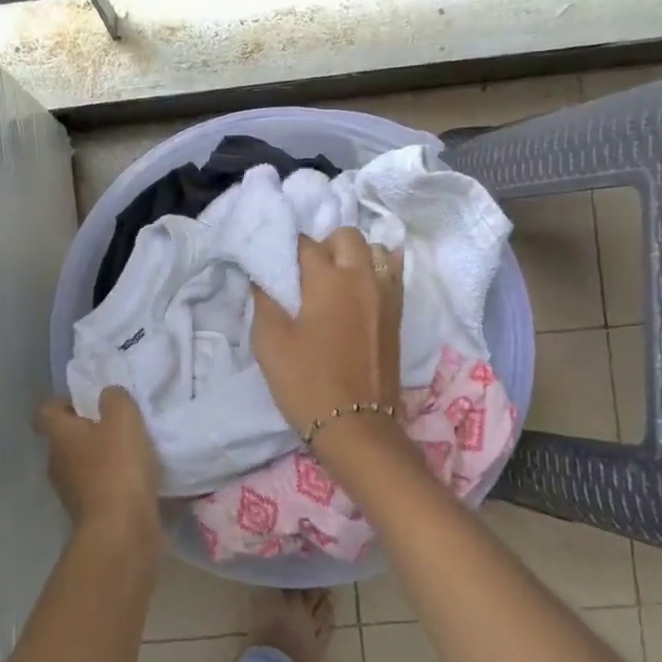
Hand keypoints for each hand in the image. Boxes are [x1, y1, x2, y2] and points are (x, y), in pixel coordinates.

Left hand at [34, 387, 160, 538]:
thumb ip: (115, 399)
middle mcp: (56, 463)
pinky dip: (112, 482)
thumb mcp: (123, 420)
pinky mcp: (89, 514)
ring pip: (82, 464)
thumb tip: (108, 395)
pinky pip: (98, 488)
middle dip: (88, 429)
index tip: (89, 400)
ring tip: (132, 451)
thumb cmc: (117, 467)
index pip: (46, 410)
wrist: (121, 530)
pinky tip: (137, 479)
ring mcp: (70, 492)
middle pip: (65, 438)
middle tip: (117, 423)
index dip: (63, 401)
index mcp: (59, 436)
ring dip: (101, 457)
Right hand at [251, 228, 403, 439]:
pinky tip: (362, 286)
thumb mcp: (270, 342)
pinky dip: (378, 269)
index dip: (286, 249)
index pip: (305, 244)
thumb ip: (265, 300)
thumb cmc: (306, 382)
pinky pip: (394, 273)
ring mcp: (386, 295)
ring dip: (354, 255)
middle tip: (306, 273)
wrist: (356, 425)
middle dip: (324, 245)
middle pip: (346, 236)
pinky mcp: (398, 314)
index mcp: (329, 280)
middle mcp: (362, 277)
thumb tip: (263, 276)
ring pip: (374, 250)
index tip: (275, 264)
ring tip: (335, 280)